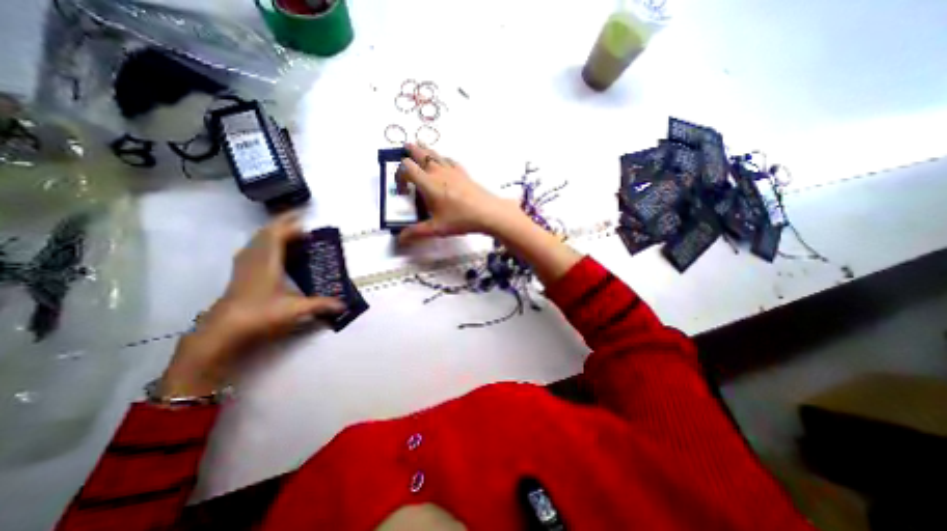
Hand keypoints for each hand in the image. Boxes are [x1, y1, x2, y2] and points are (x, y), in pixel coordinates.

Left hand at [158, 213, 344, 394]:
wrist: (223, 332)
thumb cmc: (260, 315)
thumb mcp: (295, 310)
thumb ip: (321, 305)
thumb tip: (343, 305)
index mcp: (267, 262)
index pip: (277, 235)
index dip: (291, 226)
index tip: (306, 222)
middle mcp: (254, 259)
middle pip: (266, 233)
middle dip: (283, 224)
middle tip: (300, 221)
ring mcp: (244, 266)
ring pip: (257, 241)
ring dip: (273, 233)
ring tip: (290, 233)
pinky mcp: (241, 274)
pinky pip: (254, 249)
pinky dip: (266, 244)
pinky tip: (274, 251)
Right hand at [394, 145, 520, 244]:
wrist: (487, 212)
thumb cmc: (460, 219)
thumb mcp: (436, 228)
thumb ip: (416, 232)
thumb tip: (400, 239)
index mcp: (427, 183)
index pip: (406, 167)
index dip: (399, 174)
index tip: (402, 190)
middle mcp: (437, 171)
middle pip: (420, 153)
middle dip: (410, 151)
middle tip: (405, 148)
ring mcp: (452, 169)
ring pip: (434, 153)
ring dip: (425, 150)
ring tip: (420, 148)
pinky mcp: (463, 172)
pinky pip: (449, 159)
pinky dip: (442, 158)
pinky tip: (443, 162)